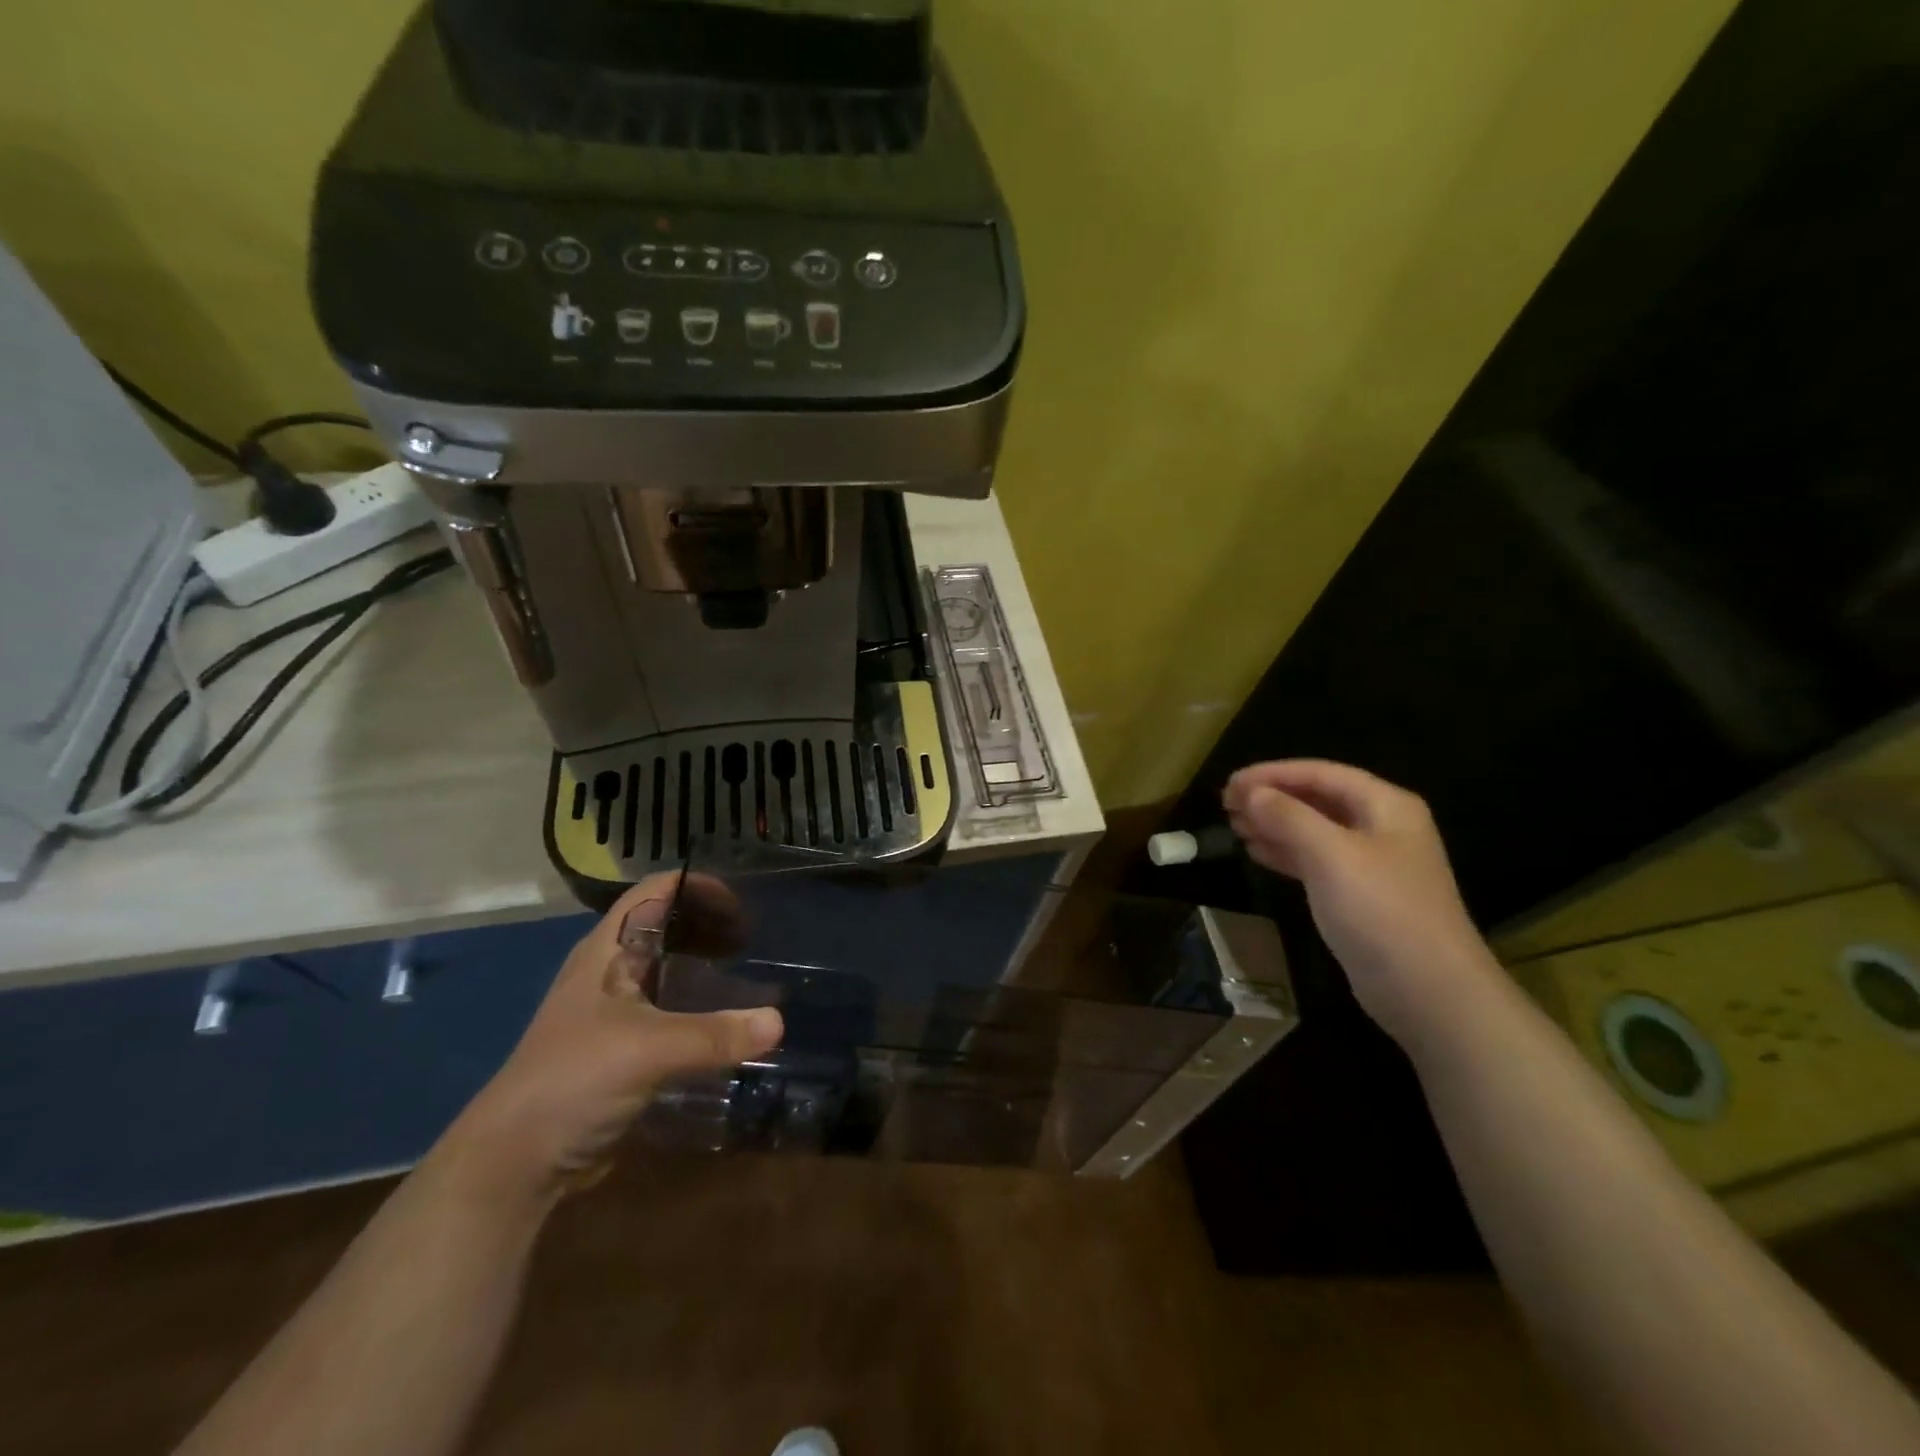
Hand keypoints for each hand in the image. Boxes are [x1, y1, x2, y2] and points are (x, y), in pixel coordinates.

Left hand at [447, 874, 782, 1198]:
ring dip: (704, 964)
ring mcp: (613, 1010)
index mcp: (606, 950)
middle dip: (708, 924)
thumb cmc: (574, 1080)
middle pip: (665, 925)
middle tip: (753, 940)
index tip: (741, 904)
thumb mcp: (648, 1049)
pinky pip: (669, 1008)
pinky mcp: (621, 1046)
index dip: (696, 886)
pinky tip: (725, 1020)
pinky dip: (698, 1004)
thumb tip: (778, 1022)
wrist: (515, 1162)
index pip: (654, 891)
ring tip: (747, 972)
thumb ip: (714, 1034)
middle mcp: (609, 970)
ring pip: (666, 968)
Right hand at [1222, 760, 1500, 1046]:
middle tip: (1225, 803)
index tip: (1230, 782)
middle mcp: (1380, 827)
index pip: (1321, 773)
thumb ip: (1289, 817)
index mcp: (1386, 806)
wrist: (1428, 992)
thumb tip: (1251, 792)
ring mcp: (1371, 864)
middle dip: (1271, 797)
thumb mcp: (1331, 855)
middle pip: (1317, 799)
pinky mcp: (1358, 896)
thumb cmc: (1382, 911)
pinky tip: (1256, 852)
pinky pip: (1314, 861)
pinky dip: (1284, 853)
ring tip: (1233, 825)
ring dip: (1273, 824)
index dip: (1272, 773)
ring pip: (1313, 830)